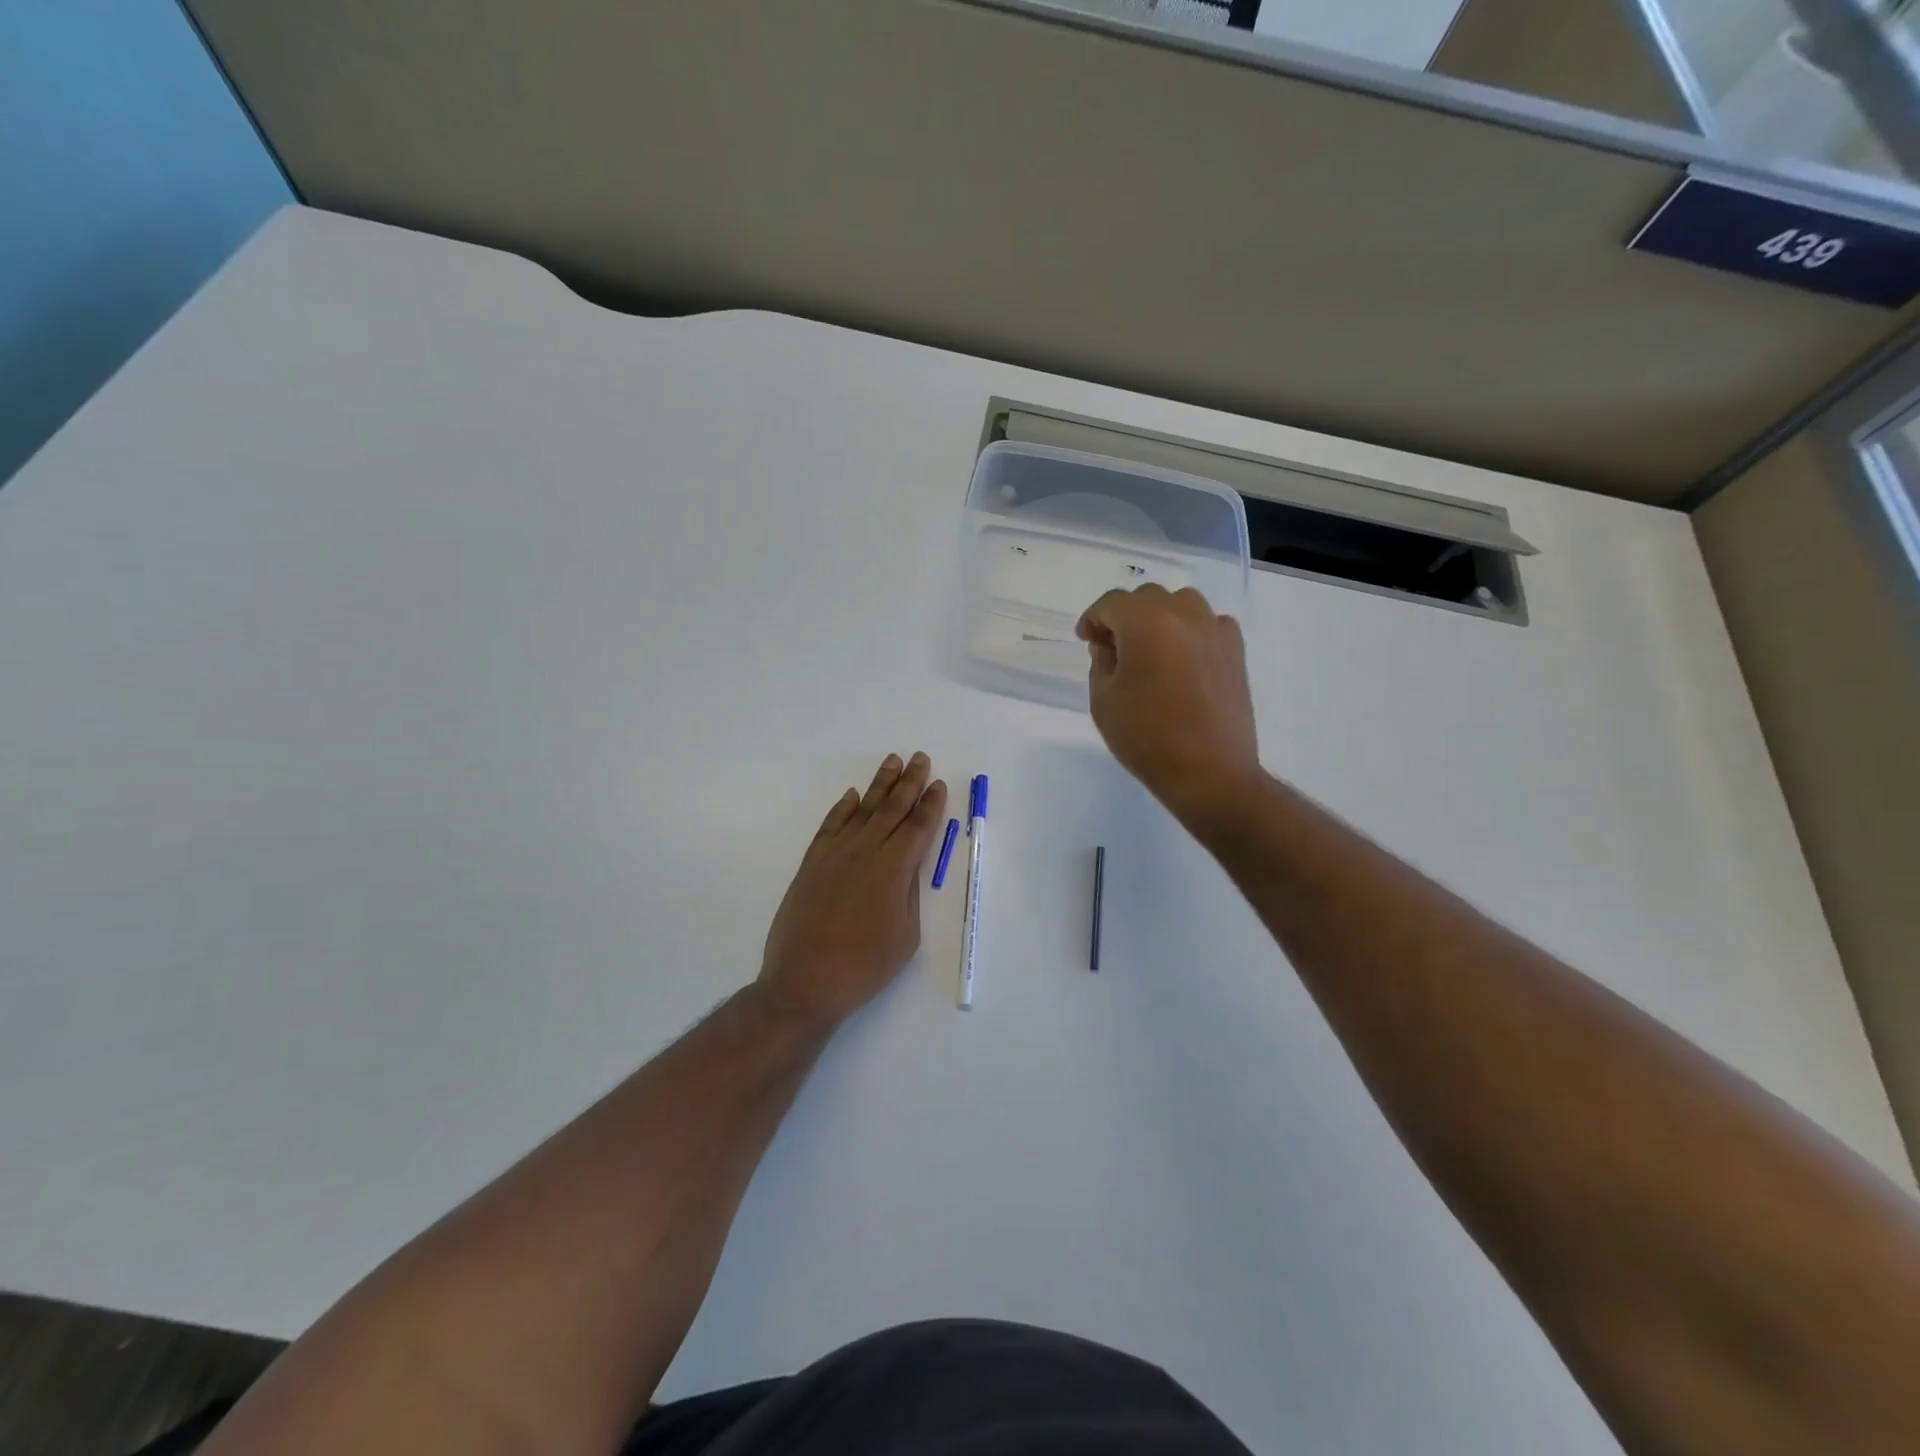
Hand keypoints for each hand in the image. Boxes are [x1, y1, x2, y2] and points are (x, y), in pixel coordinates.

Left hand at [758, 753, 948, 1030]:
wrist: (806, 981)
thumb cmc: (865, 966)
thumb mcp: (906, 935)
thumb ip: (908, 894)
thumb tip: (906, 869)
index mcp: (894, 869)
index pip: (918, 827)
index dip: (931, 804)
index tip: (939, 783)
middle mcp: (866, 851)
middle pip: (892, 809)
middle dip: (910, 782)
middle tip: (920, 758)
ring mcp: (835, 854)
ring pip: (862, 810)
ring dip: (879, 785)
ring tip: (892, 762)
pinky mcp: (812, 864)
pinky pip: (830, 826)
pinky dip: (842, 808)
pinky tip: (851, 796)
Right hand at [1077, 585, 1261, 829]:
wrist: (1209, 772)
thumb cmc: (1147, 738)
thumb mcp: (1104, 701)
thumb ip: (1101, 663)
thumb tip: (1109, 647)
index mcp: (1147, 623)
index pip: (1112, 603)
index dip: (1093, 619)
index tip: (1086, 640)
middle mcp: (1185, 614)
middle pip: (1147, 598)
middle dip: (1125, 617)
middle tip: (1112, 648)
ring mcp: (1215, 630)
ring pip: (1181, 605)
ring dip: (1159, 619)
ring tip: (1149, 650)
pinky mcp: (1236, 651)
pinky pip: (1208, 625)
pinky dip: (1190, 632)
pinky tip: (1182, 660)